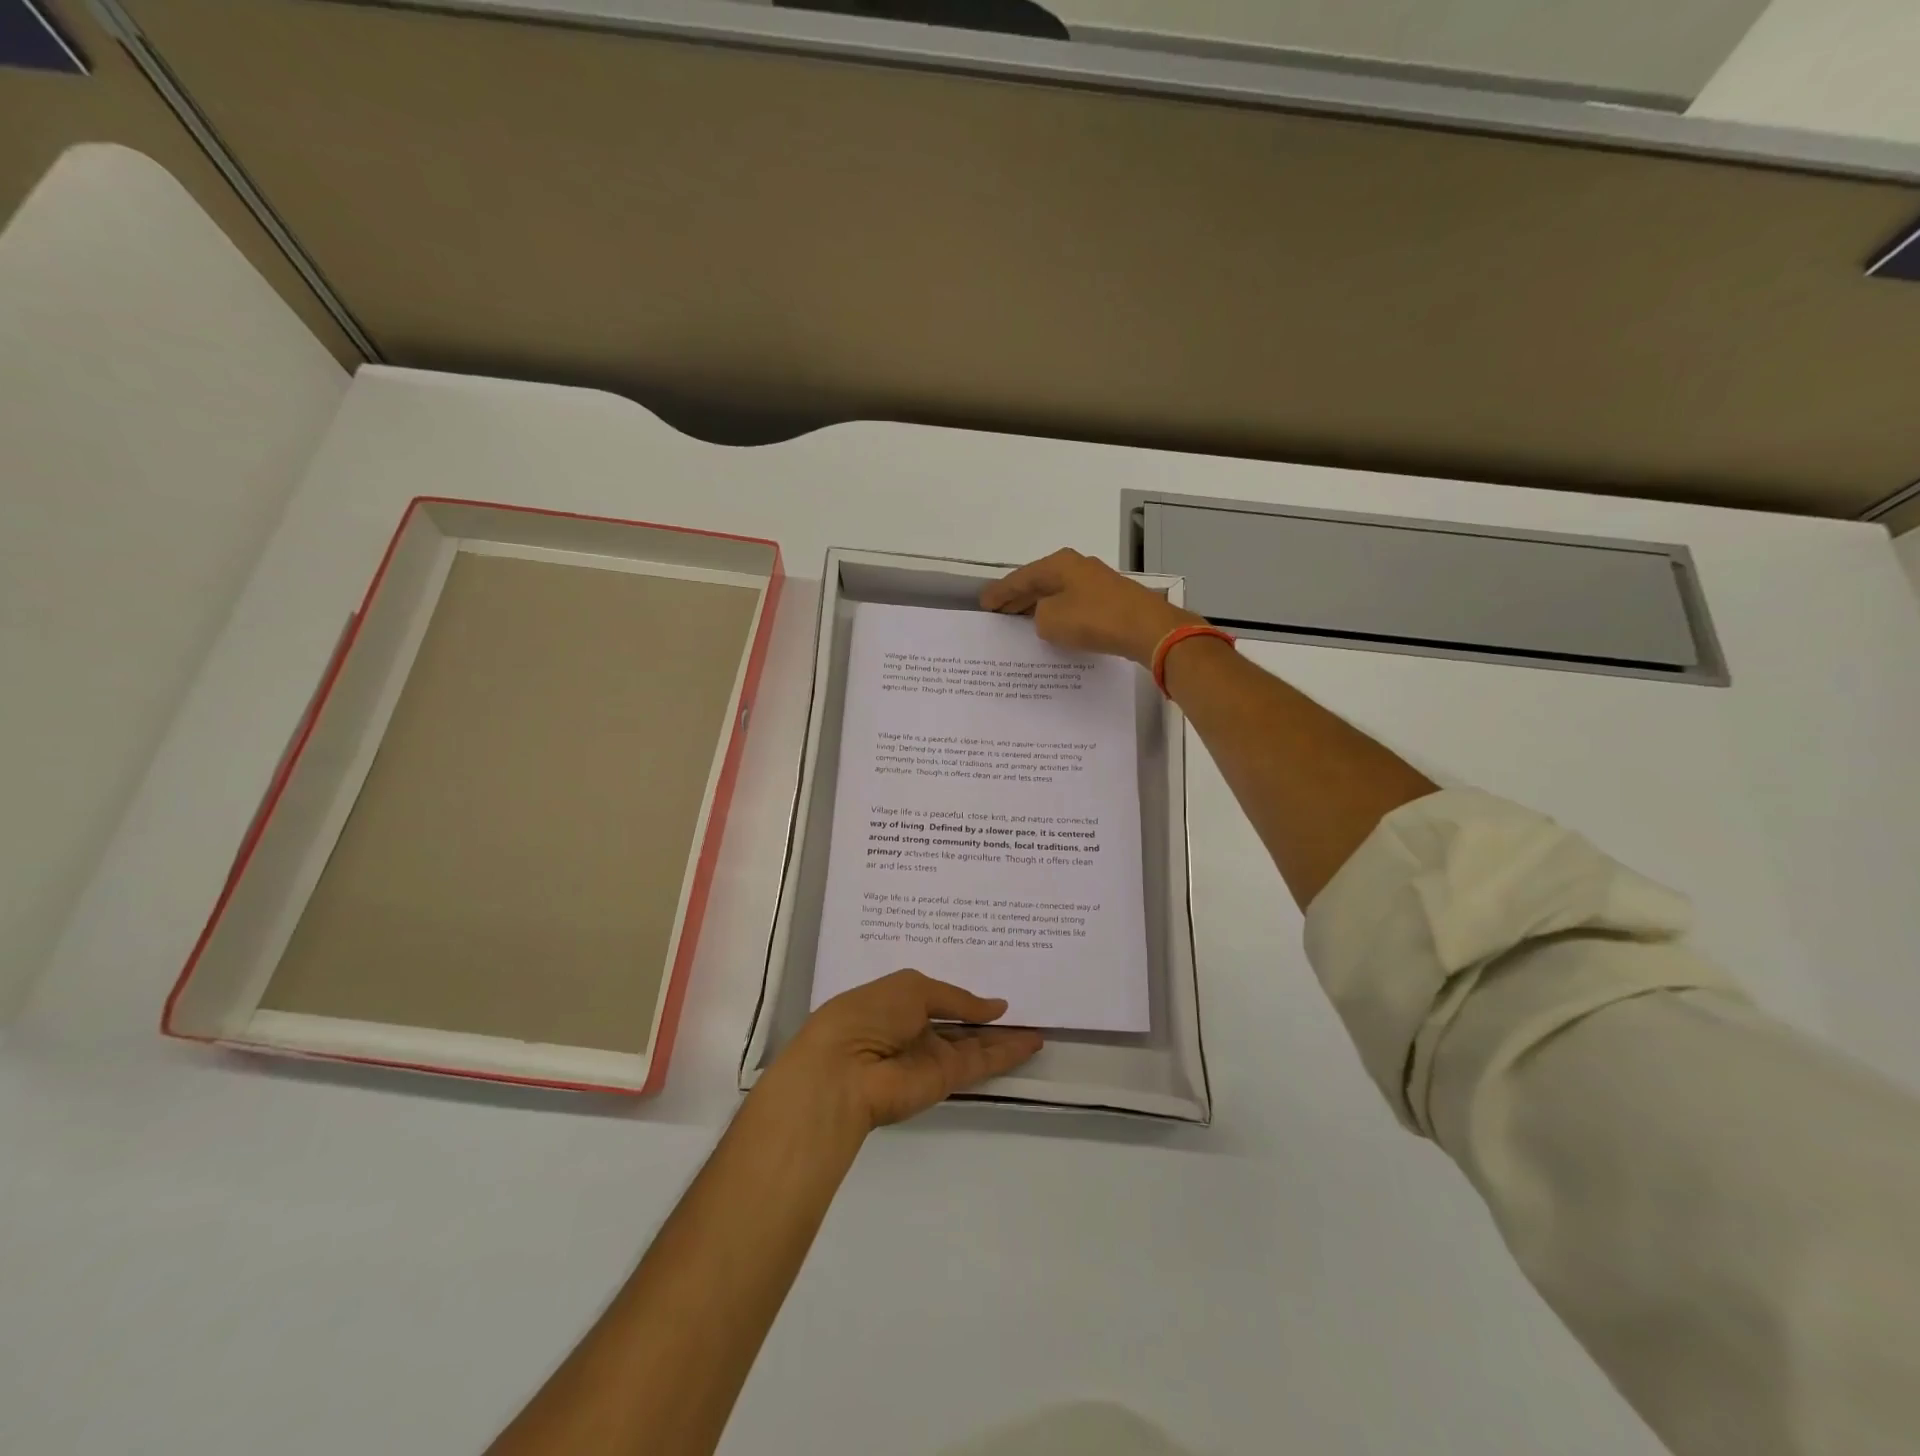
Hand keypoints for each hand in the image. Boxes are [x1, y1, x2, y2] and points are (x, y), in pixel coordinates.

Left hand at [769, 971, 1044, 1132]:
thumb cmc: (868, 1014)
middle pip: (960, 1024)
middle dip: (987, 1017)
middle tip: (1024, 1005)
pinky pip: (983, 1062)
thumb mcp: (912, 988)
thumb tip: (995, 1007)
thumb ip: (956, 998)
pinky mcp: (947, 1079)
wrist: (844, 1071)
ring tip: (1037, 1024)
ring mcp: (932, 1057)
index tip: (993, 986)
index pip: (938, 998)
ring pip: (976, 1044)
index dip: (964, 995)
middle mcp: (916, 1031)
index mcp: (899, 1003)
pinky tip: (1032, 1041)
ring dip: (1005, 1036)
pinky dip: (1008, 1053)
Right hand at [980, 548, 1202, 665]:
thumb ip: (1038, 617)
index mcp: (1059, 564)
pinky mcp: (1110, 601)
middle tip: (998, 612)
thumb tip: (1046, 616)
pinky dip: (1058, 615)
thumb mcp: (1050, 620)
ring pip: (1057, 594)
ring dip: (1038, 607)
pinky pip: (1074, 605)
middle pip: (1039, 582)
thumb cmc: (1093, 619)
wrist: (1146, 629)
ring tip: (1019, 621)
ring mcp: (1096, 582)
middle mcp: (1077, 567)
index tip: (984, 603)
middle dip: (1018, 597)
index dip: (1000, 592)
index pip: (1020, 578)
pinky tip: (1052, 627)